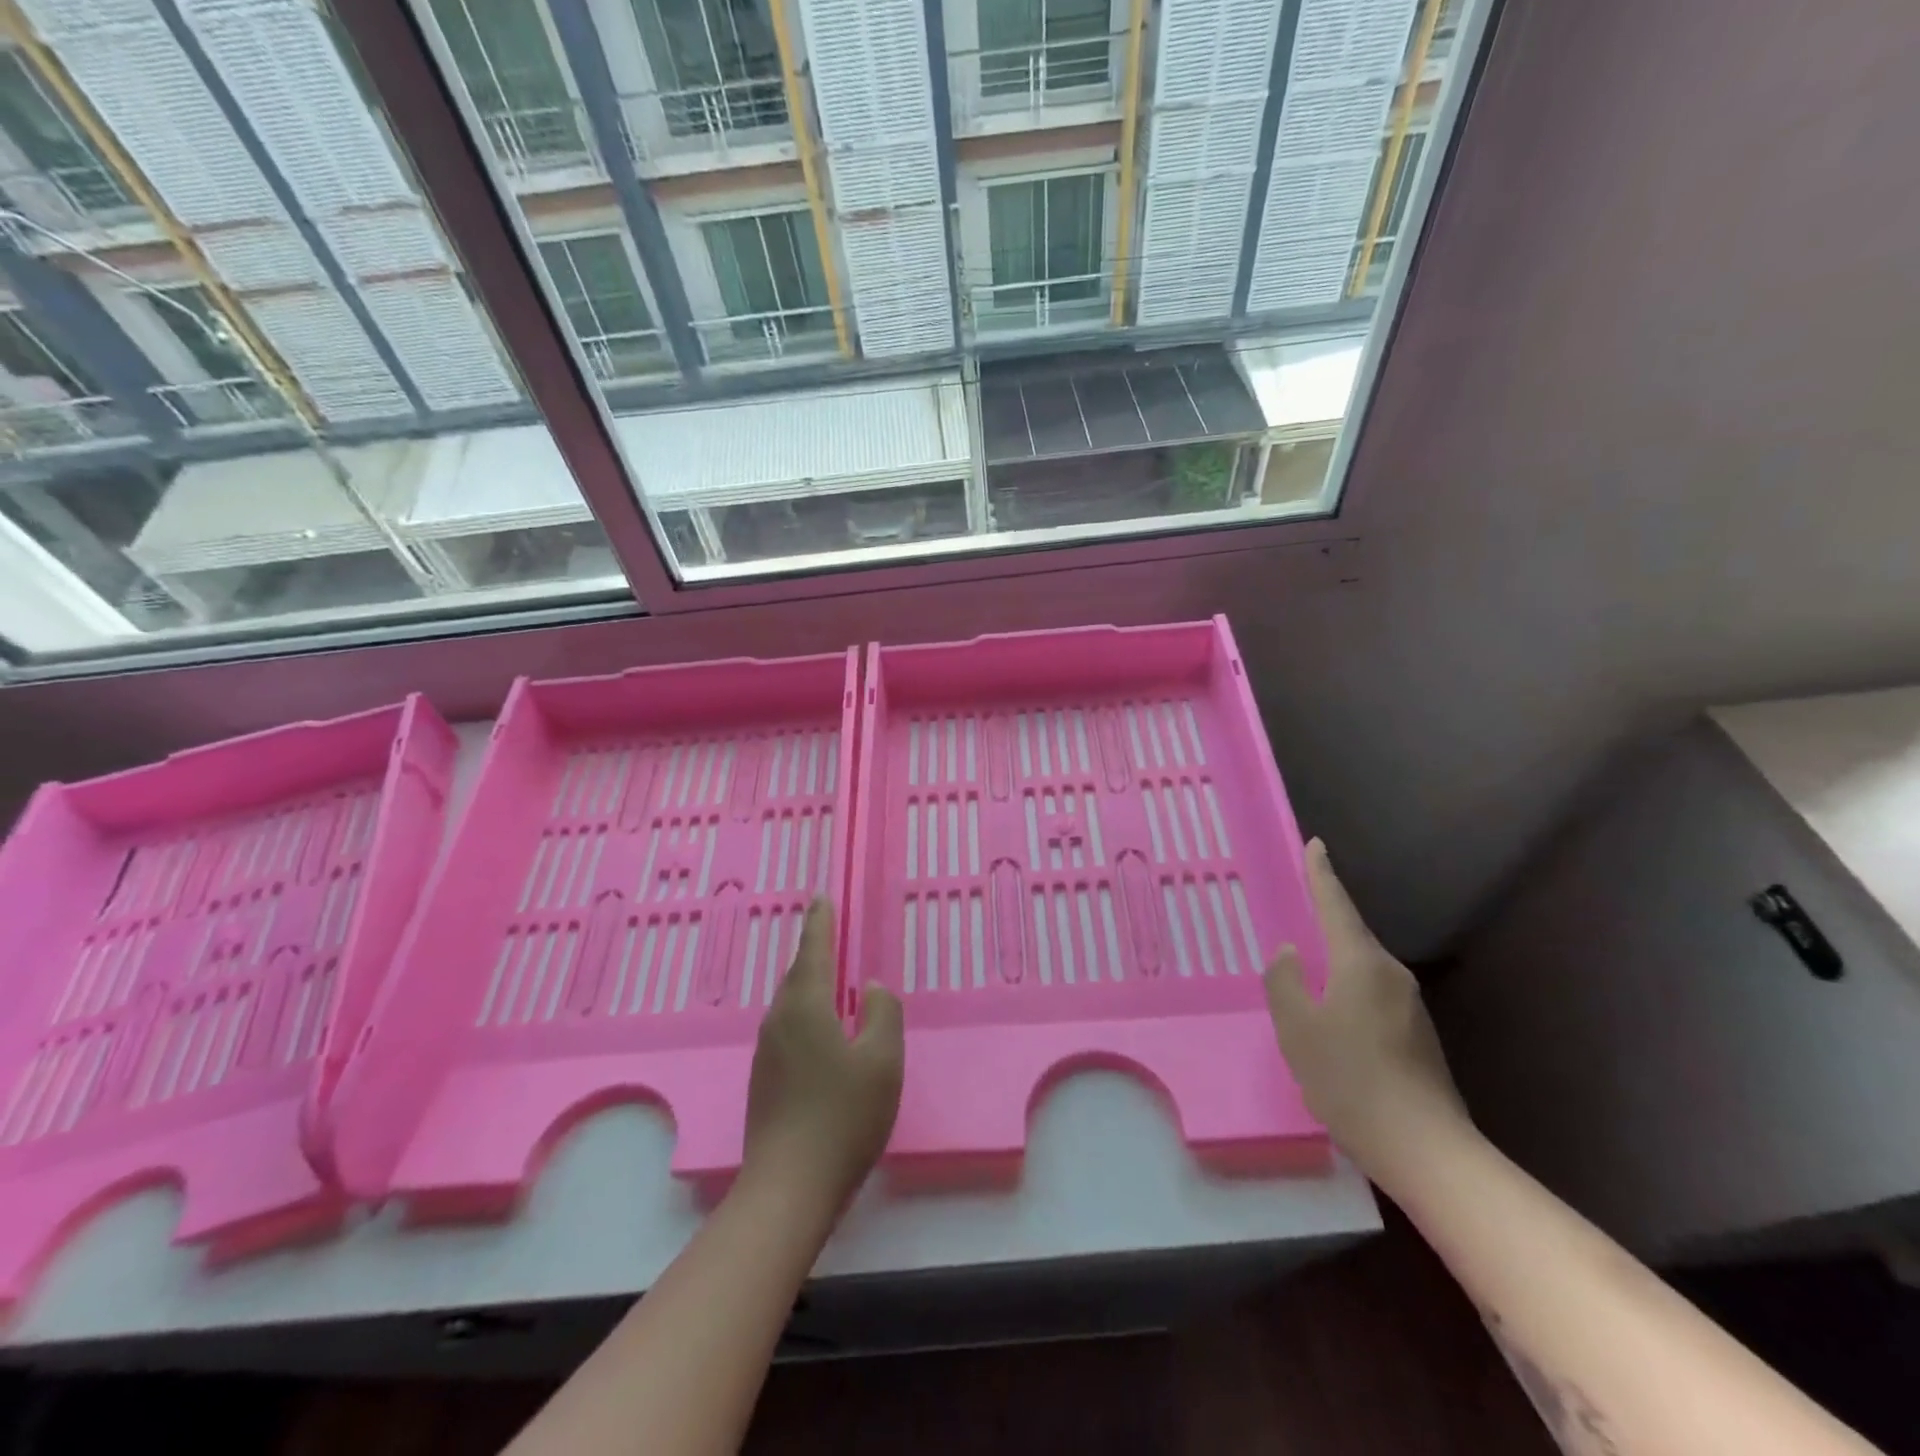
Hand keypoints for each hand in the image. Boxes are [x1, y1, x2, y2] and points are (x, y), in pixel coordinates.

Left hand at [743, 899, 903, 1213]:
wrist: (788, 1188)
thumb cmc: (843, 1117)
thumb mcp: (882, 1061)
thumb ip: (882, 1014)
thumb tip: (868, 988)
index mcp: (806, 1007)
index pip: (814, 951)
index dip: (820, 923)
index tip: (820, 897)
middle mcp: (779, 1021)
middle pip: (798, 975)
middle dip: (813, 951)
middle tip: (827, 931)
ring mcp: (767, 1053)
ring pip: (790, 1004)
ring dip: (809, 984)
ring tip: (828, 977)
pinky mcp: (764, 1080)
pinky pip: (787, 1028)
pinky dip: (805, 1013)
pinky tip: (820, 1031)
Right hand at [1264, 840, 1469, 1176]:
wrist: (1425, 1149)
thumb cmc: (1350, 1079)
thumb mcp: (1297, 1028)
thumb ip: (1284, 982)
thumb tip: (1291, 954)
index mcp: (1361, 963)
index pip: (1336, 905)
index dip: (1322, 874)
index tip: (1316, 845)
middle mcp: (1391, 975)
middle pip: (1352, 935)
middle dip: (1326, 920)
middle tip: (1299, 909)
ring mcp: (1410, 1006)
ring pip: (1362, 969)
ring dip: (1335, 963)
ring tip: (1307, 970)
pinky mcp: (1417, 1036)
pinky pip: (1372, 996)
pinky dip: (1347, 991)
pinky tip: (1332, 1018)